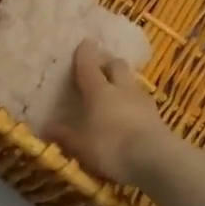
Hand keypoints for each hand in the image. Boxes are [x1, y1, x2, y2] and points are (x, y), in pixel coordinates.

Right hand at [43, 39, 176, 187]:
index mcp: (99, 90)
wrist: (157, 161)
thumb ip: (64, 135)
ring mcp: (144, 102)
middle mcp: (122, 89)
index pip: (89, 65)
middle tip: (99, 69)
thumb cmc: (111, 147)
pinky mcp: (159, 118)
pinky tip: (130, 115)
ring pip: (132, 82)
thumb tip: (46, 127)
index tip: (84, 43)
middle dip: (108, 64)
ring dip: (123, 83)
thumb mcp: (81, 145)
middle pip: (117, 65)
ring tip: (115, 93)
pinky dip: (134, 104)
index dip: (85, 54)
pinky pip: (143, 102)